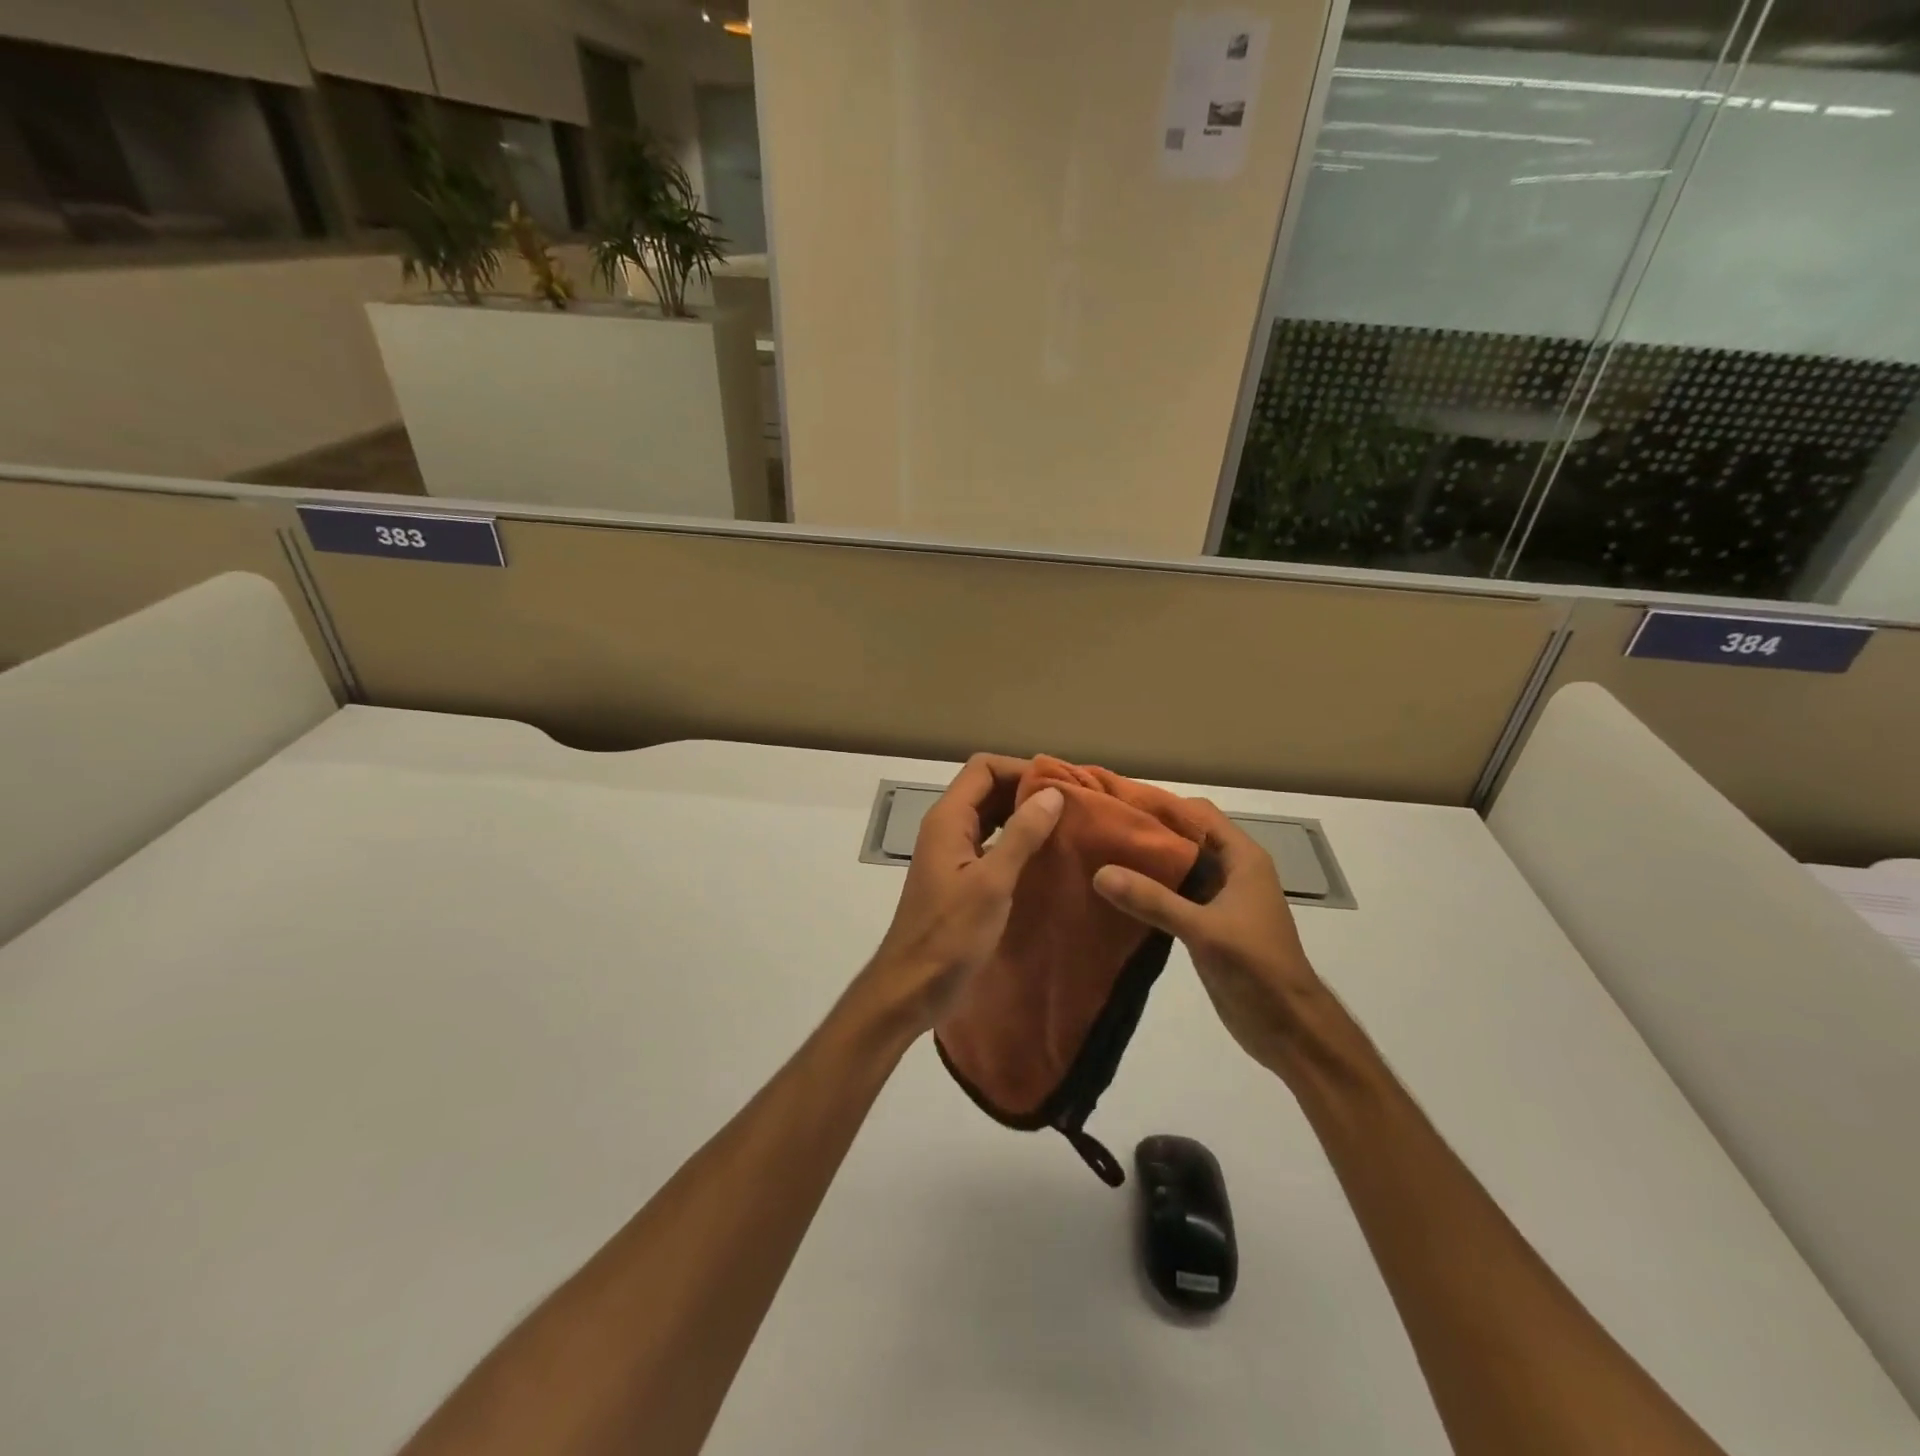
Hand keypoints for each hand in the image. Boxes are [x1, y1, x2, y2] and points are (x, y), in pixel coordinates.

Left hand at [859, 755, 1063, 1036]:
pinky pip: (992, 844)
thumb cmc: (949, 934)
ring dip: (1024, 815)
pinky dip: (1017, 841)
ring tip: (1067, 825)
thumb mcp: (992, 882)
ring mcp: (953, 853)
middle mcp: (948, 828)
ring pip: (991, 816)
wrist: (911, 986)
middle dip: (1027, 790)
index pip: (983, 768)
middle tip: (1072, 804)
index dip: (1021, 768)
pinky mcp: (961, 877)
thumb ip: (1021, 835)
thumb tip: (1052, 793)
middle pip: (987, 788)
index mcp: (948, 819)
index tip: (1060, 784)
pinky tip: (1046, 855)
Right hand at [1092, 799, 1326, 1074]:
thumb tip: (1100, 872)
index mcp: (1243, 859)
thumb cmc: (1257, 968)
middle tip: (1102, 827)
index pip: (1198, 814)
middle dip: (1149, 831)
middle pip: (1186, 837)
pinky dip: (1150, 890)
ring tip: (1101, 854)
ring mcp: (1221, 900)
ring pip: (1179, 868)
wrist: (1289, 1028)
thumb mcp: (1204, 930)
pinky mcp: (1208, 925)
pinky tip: (1118, 893)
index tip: (1119, 801)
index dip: (1162, 804)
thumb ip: (1153, 900)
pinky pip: (1174, 896)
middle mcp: (1233, 872)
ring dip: (1147, 862)